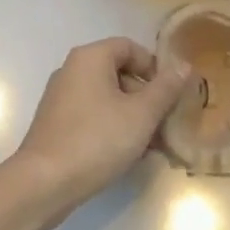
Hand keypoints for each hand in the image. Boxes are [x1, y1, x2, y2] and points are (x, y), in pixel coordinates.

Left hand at [8, 38, 187, 225]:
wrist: (44, 183)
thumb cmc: (97, 140)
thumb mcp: (141, 114)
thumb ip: (165, 88)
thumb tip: (184, 65)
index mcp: (90, 58)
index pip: (130, 47)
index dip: (154, 67)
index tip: (171, 94)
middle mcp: (71, 70)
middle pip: (118, 72)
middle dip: (146, 97)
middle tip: (165, 124)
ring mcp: (61, 98)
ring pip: (107, 98)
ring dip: (133, 117)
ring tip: (152, 146)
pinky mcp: (56, 124)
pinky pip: (92, 116)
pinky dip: (113, 128)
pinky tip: (128, 155)